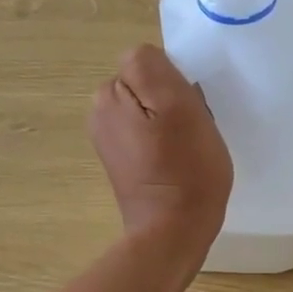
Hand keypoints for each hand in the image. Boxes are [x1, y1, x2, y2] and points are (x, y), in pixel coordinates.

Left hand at [89, 45, 231, 270]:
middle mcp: (101, 111)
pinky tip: (178, 161)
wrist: (173, 232)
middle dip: (171, 99)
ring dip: (171, 121)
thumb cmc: (185, 168)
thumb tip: (145, 59)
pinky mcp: (123, 161)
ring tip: (187, 146)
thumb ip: (153, 68)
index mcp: (109, 94)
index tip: (190, 108)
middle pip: (147, 84)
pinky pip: (149, 133)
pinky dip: (165, 141)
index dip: (175, 80)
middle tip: (192, 129)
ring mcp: (109, 139)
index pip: (149, 61)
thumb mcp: (177, 105)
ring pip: (150, 108)